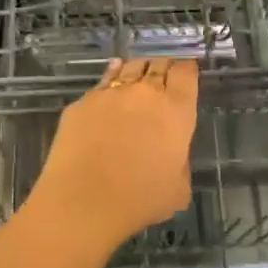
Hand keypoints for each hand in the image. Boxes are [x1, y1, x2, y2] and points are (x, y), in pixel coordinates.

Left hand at [29, 57, 198, 250]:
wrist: (83, 201)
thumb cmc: (139, 199)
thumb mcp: (178, 189)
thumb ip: (180, 163)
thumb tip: (171, 154)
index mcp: (175, 111)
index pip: (185, 74)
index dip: (187, 69)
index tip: (186, 71)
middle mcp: (145, 93)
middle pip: (158, 65)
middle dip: (163, 67)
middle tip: (163, 74)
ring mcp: (110, 94)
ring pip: (128, 68)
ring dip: (137, 69)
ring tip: (137, 73)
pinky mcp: (81, 103)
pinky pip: (101, 84)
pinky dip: (109, 81)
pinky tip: (109, 86)